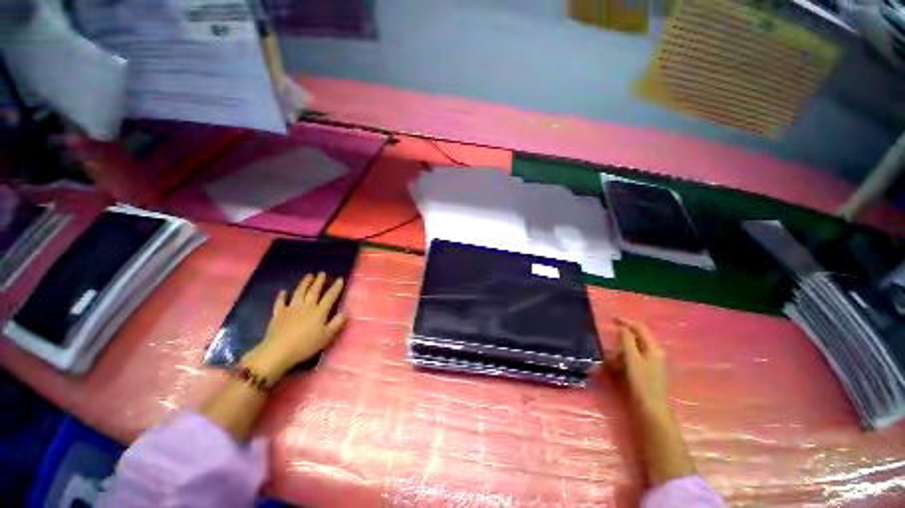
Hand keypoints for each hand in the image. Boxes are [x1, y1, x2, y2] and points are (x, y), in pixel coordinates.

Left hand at [241, 272, 348, 381]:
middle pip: (314, 291)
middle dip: (319, 281)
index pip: (330, 296)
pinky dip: (282, 296)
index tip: (340, 279)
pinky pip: (280, 302)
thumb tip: (347, 309)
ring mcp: (291, 308)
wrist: (279, 351)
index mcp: (320, 311)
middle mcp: (306, 306)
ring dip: (304, 283)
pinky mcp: (278, 314)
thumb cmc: (306, 344)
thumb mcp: (327, 335)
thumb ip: (338, 322)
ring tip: (308, 276)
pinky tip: (283, 291)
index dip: (336, 287)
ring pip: (299, 292)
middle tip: (322, 273)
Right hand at [609, 319, 697, 484]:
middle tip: (608, 346)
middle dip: (620, 341)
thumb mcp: (632, 359)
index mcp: (653, 348)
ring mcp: (650, 364)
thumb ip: (627, 341)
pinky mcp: (644, 373)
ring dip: (619, 352)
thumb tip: (623, 327)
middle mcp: (653, 353)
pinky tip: (614, 370)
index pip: (639, 327)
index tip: (610, 318)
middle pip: (635, 339)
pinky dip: (621, 361)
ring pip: (631, 351)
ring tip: (609, 361)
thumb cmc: (642, 383)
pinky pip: (630, 361)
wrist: (651, 411)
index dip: (625, 321)